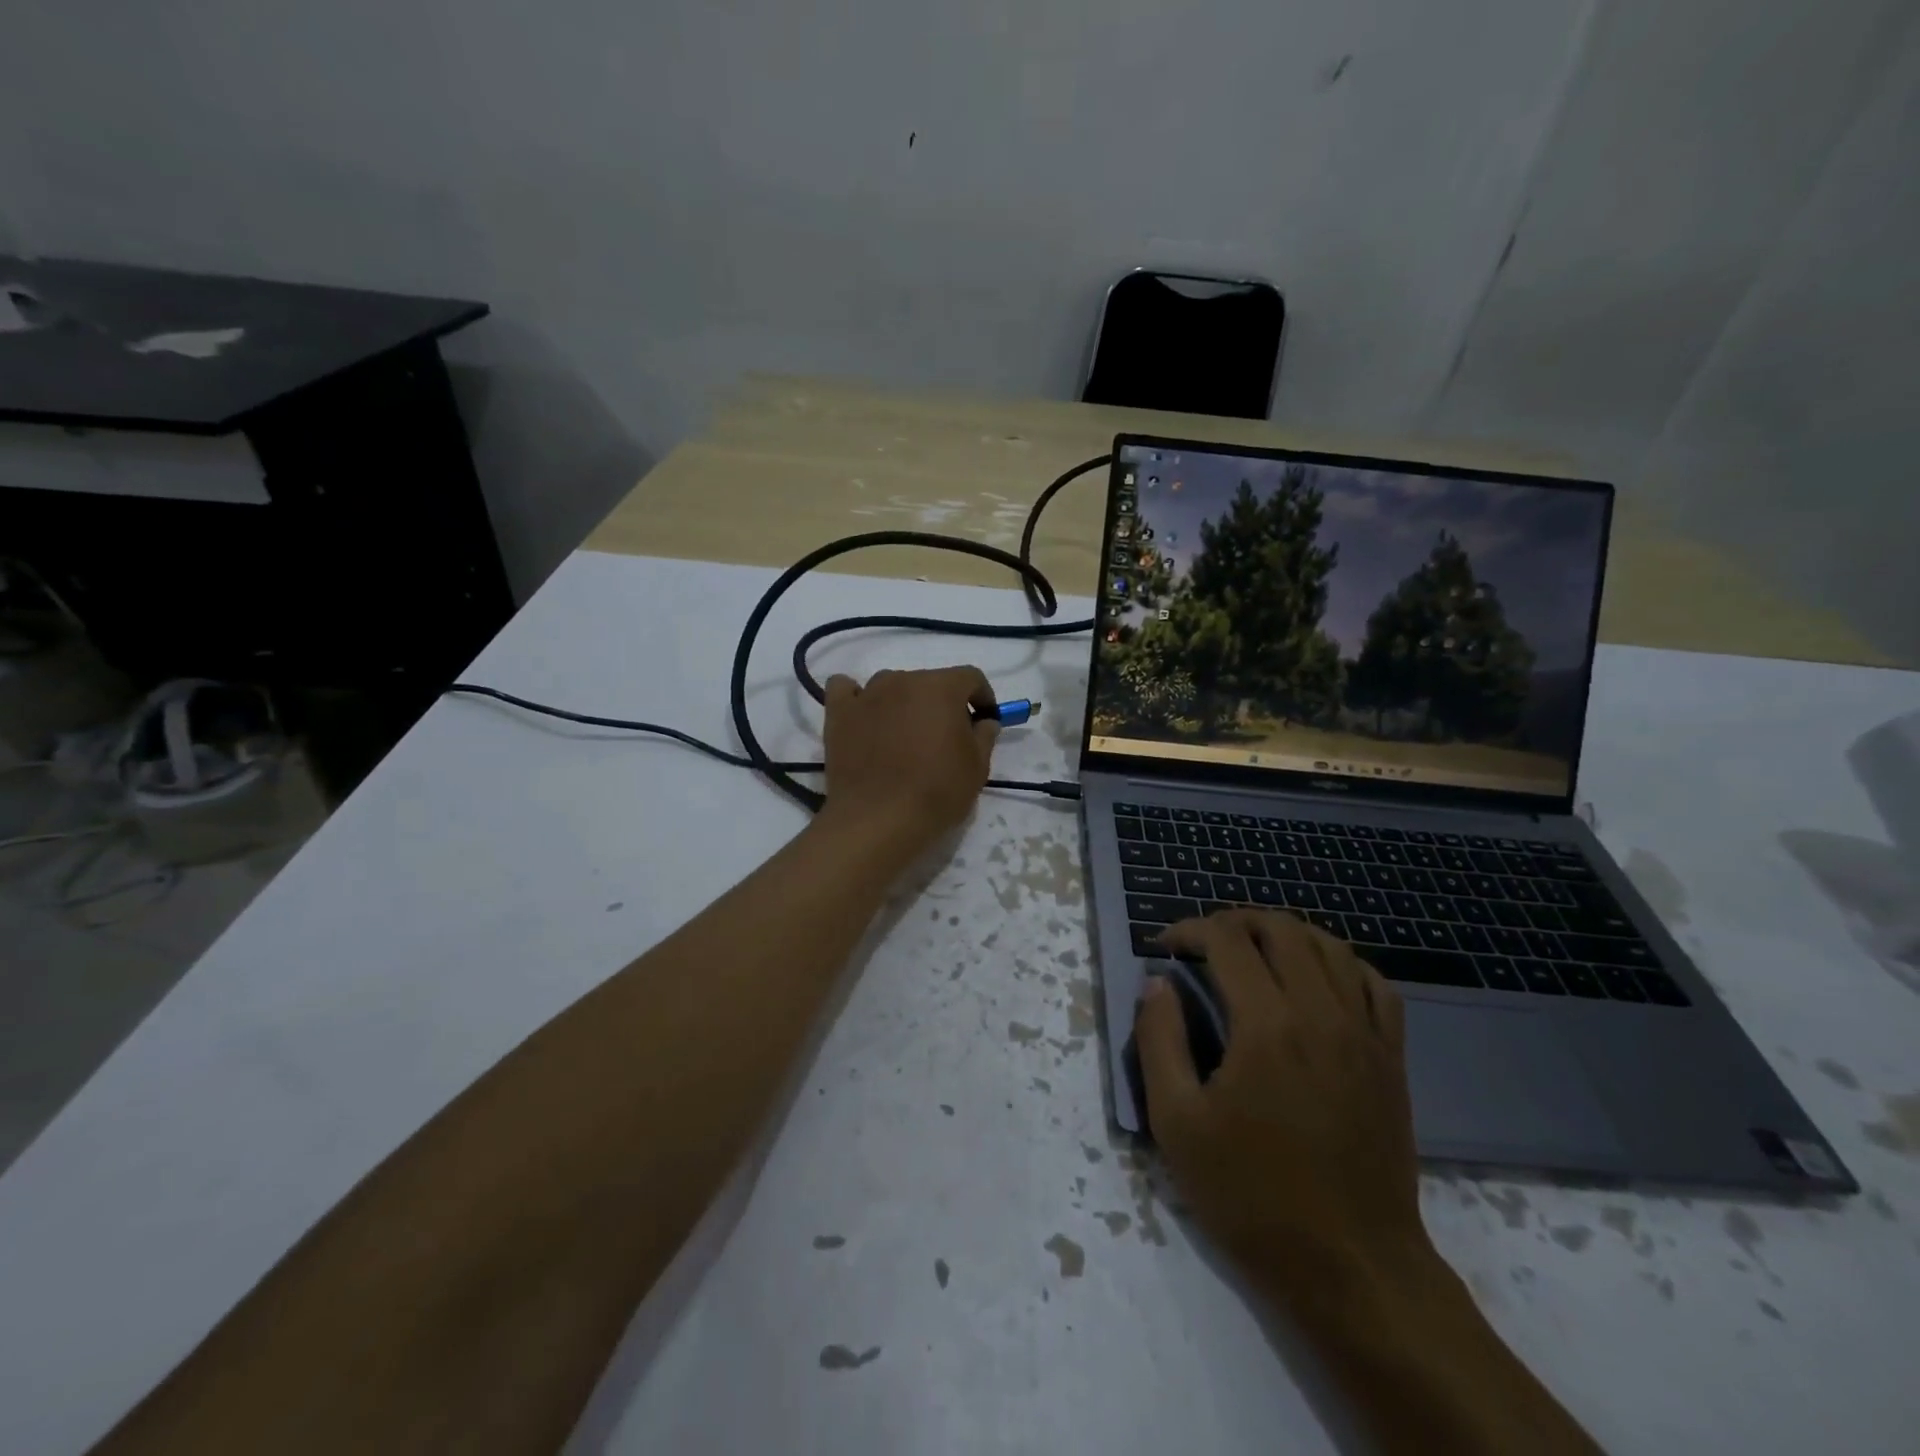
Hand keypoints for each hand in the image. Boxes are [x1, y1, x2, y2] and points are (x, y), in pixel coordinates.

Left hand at [819, 667, 999, 849]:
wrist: (878, 820)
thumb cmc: (936, 792)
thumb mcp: (977, 769)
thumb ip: (985, 736)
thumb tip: (984, 722)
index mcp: (941, 688)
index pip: (970, 677)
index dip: (982, 697)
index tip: (984, 721)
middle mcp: (902, 680)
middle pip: (929, 682)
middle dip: (942, 704)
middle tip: (945, 737)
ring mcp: (866, 694)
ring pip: (890, 685)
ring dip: (902, 702)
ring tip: (903, 735)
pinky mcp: (838, 713)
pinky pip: (845, 690)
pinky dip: (856, 698)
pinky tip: (863, 717)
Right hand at [1136, 910, 1427, 1299]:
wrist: (1353, 1268)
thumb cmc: (1253, 1197)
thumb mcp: (1177, 1124)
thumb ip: (1159, 1042)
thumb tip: (1157, 985)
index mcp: (1266, 1024)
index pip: (1226, 940)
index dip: (1189, 930)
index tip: (1164, 946)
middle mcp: (1320, 1012)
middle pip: (1281, 928)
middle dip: (1235, 921)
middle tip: (1203, 942)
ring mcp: (1363, 1034)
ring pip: (1330, 946)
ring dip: (1285, 933)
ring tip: (1253, 950)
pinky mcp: (1389, 1059)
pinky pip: (1374, 984)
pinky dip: (1340, 963)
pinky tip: (1317, 979)